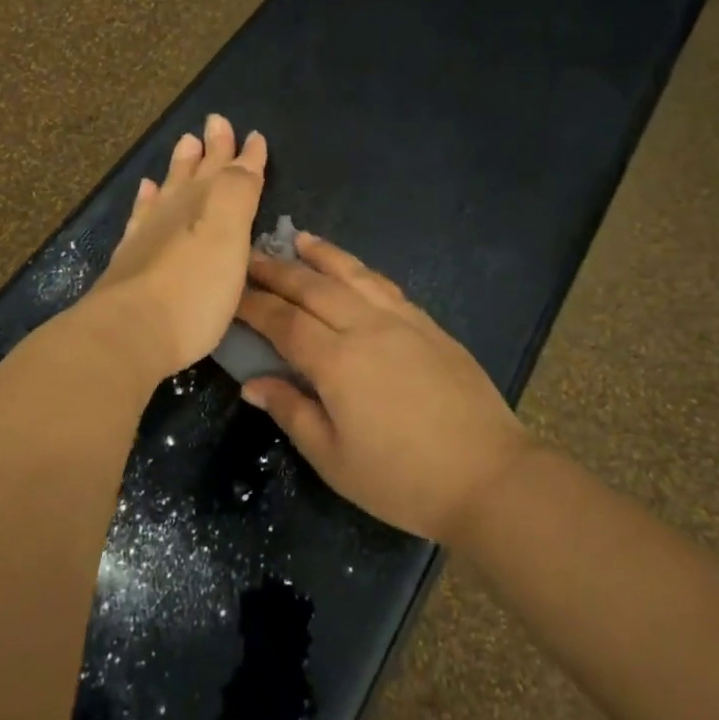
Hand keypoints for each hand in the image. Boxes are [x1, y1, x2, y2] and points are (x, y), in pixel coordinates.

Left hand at [83, 114, 267, 381]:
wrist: (129, 331)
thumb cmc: (194, 290)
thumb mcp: (229, 236)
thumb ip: (239, 192)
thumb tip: (244, 152)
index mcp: (209, 207)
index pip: (234, 172)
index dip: (246, 155)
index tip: (253, 134)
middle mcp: (177, 212)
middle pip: (198, 173)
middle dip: (212, 149)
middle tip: (215, 122)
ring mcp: (149, 233)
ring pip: (169, 188)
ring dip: (180, 166)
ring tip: (185, 142)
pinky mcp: (130, 258)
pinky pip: (142, 214)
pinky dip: (148, 198)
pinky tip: (147, 190)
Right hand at [235, 234, 533, 541]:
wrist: (489, 476)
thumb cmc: (402, 480)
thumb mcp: (334, 459)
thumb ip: (291, 412)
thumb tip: (252, 383)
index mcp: (337, 362)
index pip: (283, 322)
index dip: (253, 305)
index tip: (229, 293)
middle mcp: (367, 328)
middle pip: (313, 288)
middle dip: (277, 270)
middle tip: (249, 256)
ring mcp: (403, 322)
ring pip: (353, 275)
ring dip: (321, 255)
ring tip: (297, 239)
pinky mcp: (430, 326)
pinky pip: (385, 286)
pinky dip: (360, 270)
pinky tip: (352, 270)